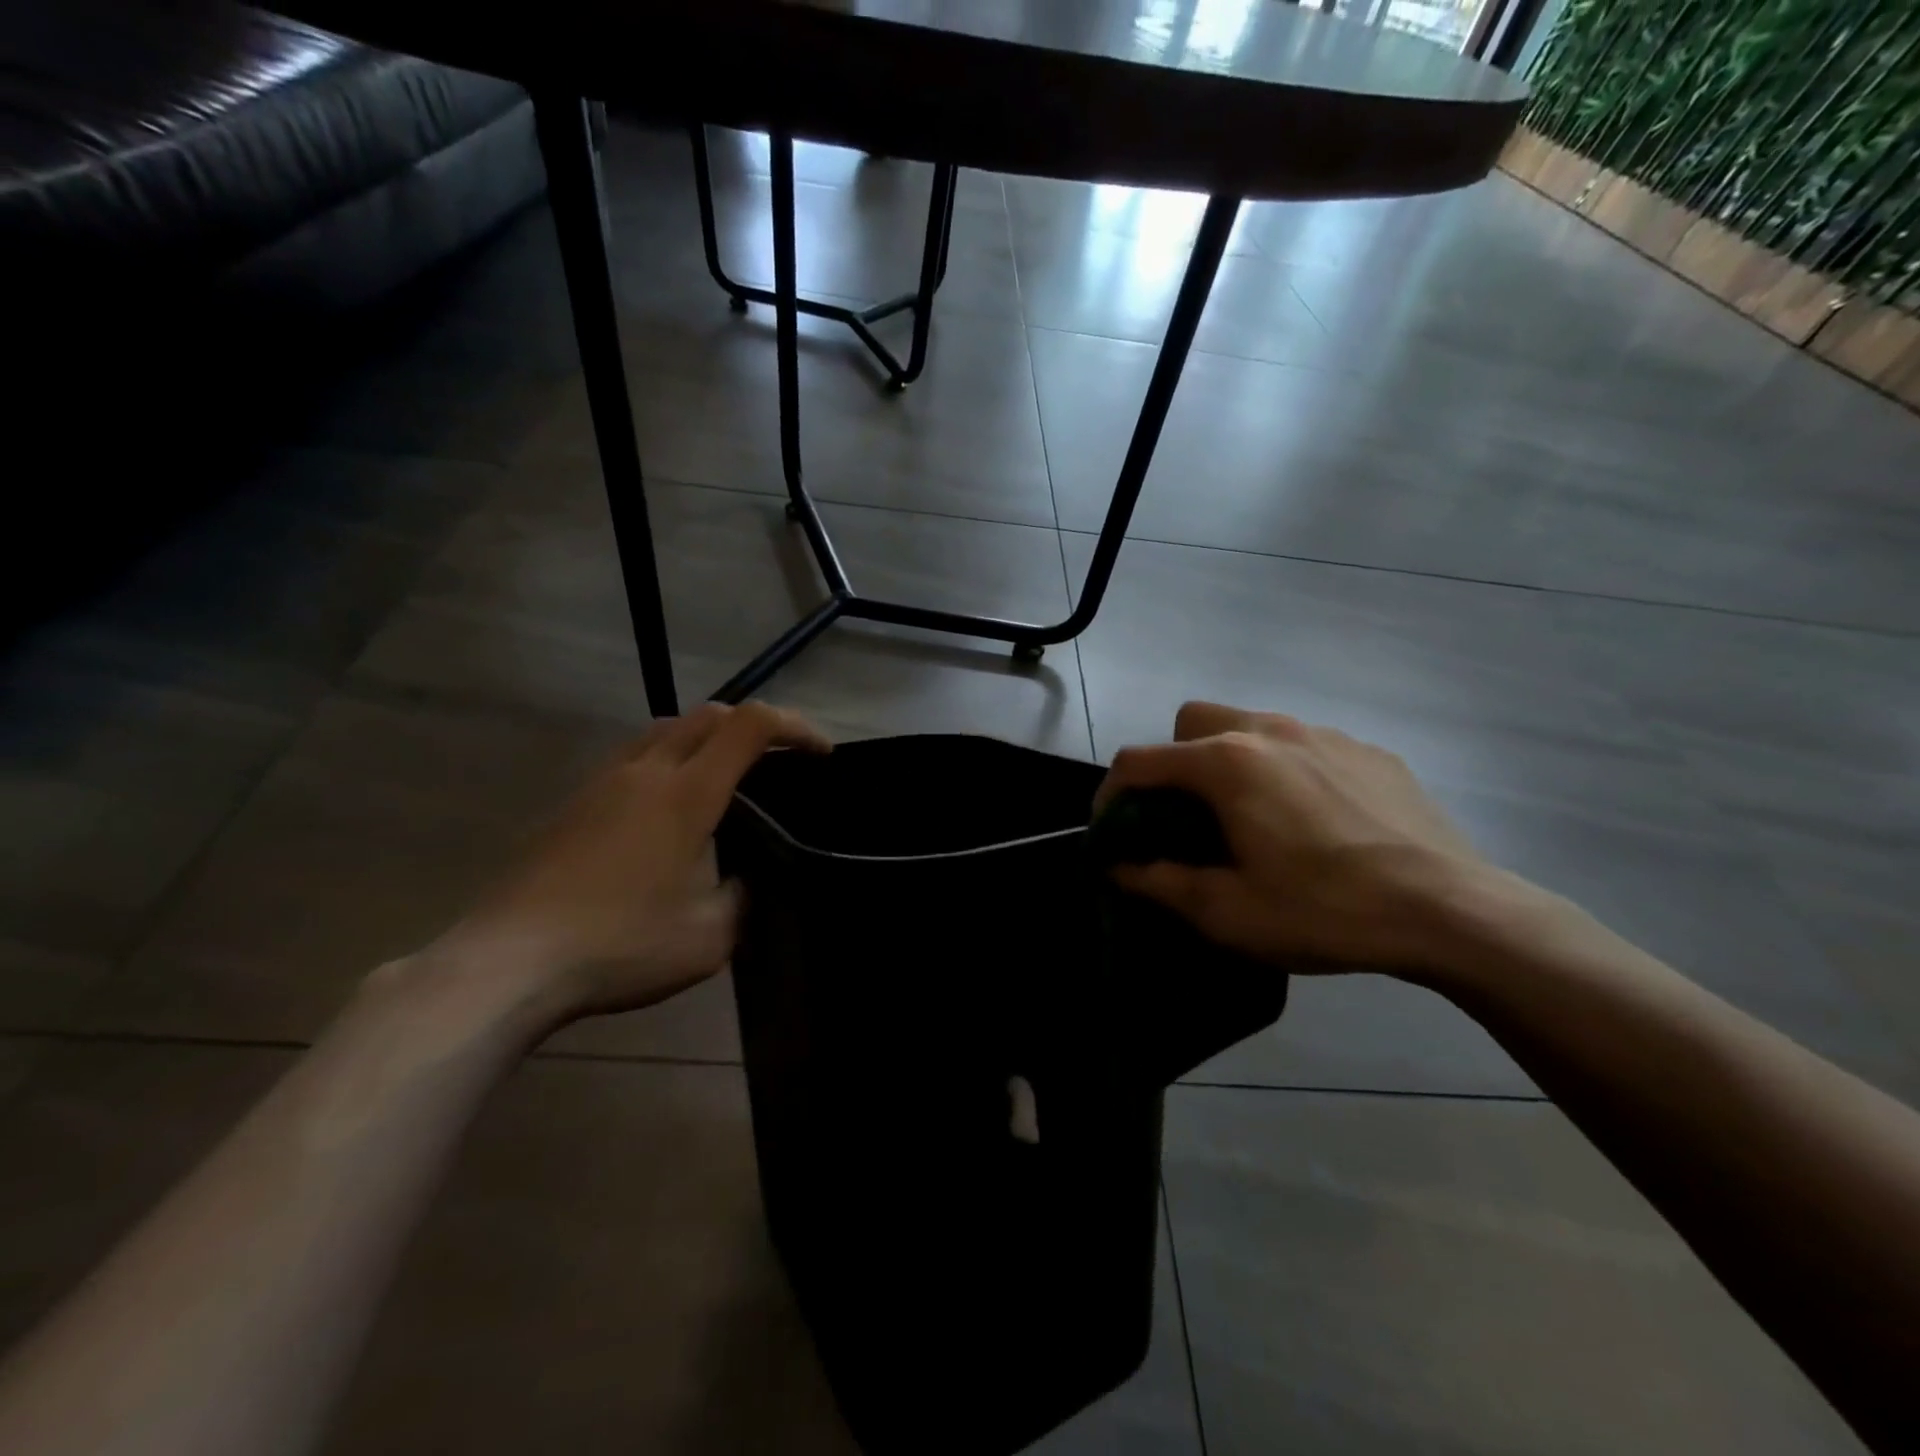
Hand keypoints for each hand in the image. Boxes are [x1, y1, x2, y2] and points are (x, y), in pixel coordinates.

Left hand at [431, 701, 828, 1024]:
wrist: (506, 963)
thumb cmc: (617, 947)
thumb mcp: (707, 939)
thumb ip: (740, 899)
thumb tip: (740, 881)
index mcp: (686, 794)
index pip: (750, 726)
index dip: (795, 727)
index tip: (820, 753)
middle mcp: (645, 772)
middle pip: (708, 715)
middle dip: (754, 725)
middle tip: (778, 762)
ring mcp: (601, 783)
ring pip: (664, 730)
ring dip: (706, 739)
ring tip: (723, 779)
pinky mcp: (571, 804)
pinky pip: (632, 758)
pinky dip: (667, 761)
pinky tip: (665, 812)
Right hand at [1098, 701, 1509, 974]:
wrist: (1452, 912)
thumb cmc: (1324, 910)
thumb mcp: (1227, 912)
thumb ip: (1159, 882)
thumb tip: (1118, 867)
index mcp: (1226, 764)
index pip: (1139, 760)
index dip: (1111, 793)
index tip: (1113, 830)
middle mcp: (1269, 730)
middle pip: (1193, 721)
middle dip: (1173, 761)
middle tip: (1188, 816)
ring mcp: (1325, 734)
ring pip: (1251, 725)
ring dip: (1230, 761)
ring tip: (1252, 817)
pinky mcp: (1369, 750)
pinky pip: (1305, 745)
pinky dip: (1286, 770)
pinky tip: (1314, 821)